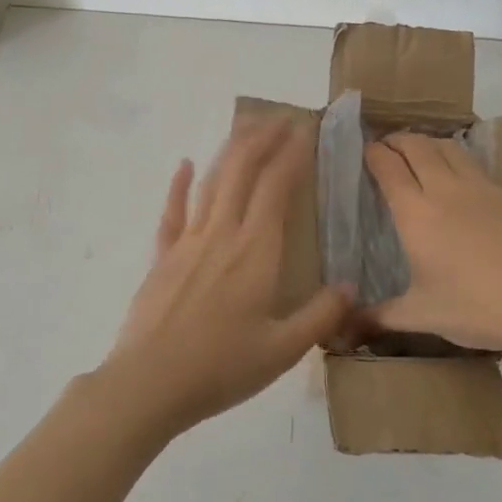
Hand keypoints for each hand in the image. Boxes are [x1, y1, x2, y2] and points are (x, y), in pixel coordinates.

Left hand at [99, 118, 352, 435]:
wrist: (149, 383)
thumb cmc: (220, 367)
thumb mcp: (282, 350)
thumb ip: (320, 315)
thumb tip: (352, 287)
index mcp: (256, 252)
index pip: (276, 188)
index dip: (292, 155)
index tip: (306, 132)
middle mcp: (222, 234)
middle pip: (242, 171)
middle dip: (262, 139)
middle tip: (281, 118)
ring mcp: (187, 242)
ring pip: (211, 182)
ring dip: (230, 151)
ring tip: (247, 129)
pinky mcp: (162, 257)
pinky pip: (172, 211)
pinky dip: (179, 185)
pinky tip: (184, 164)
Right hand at [364, 132, 501, 355]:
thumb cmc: (475, 307)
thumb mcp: (422, 315)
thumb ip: (382, 316)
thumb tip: (349, 326)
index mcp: (416, 214)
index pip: (388, 167)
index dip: (373, 154)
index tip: (365, 151)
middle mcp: (444, 190)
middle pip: (417, 146)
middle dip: (397, 140)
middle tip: (386, 146)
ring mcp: (480, 188)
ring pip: (447, 147)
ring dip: (427, 142)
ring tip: (418, 152)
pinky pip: (472, 164)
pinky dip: (454, 158)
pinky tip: (456, 177)